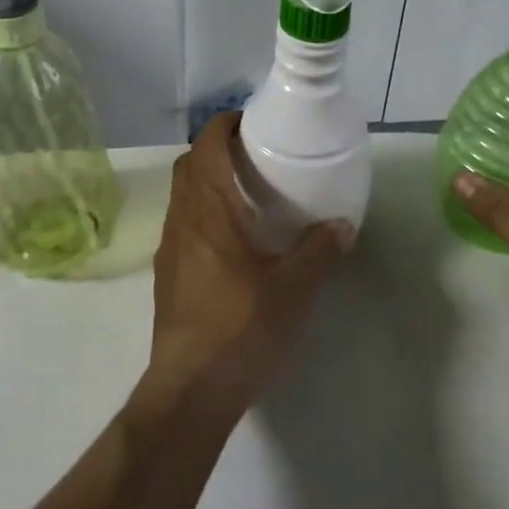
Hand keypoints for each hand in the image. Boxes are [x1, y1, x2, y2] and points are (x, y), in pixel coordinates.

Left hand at [143, 112, 352, 425]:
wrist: (191, 387)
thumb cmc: (241, 327)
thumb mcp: (294, 289)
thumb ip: (319, 251)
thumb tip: (342, 224)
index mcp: (209, 210)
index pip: (206, 146)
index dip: (223, 124)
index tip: (250, 121)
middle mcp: (182, 219)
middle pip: (189, 165)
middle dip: (215, 149)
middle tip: (253, 154)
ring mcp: (169, 247)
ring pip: (182, 195)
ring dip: (206, 181)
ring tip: (246, 192)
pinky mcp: (166, 274)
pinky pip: (182, 223)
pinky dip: (202, 212)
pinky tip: (232, 239)